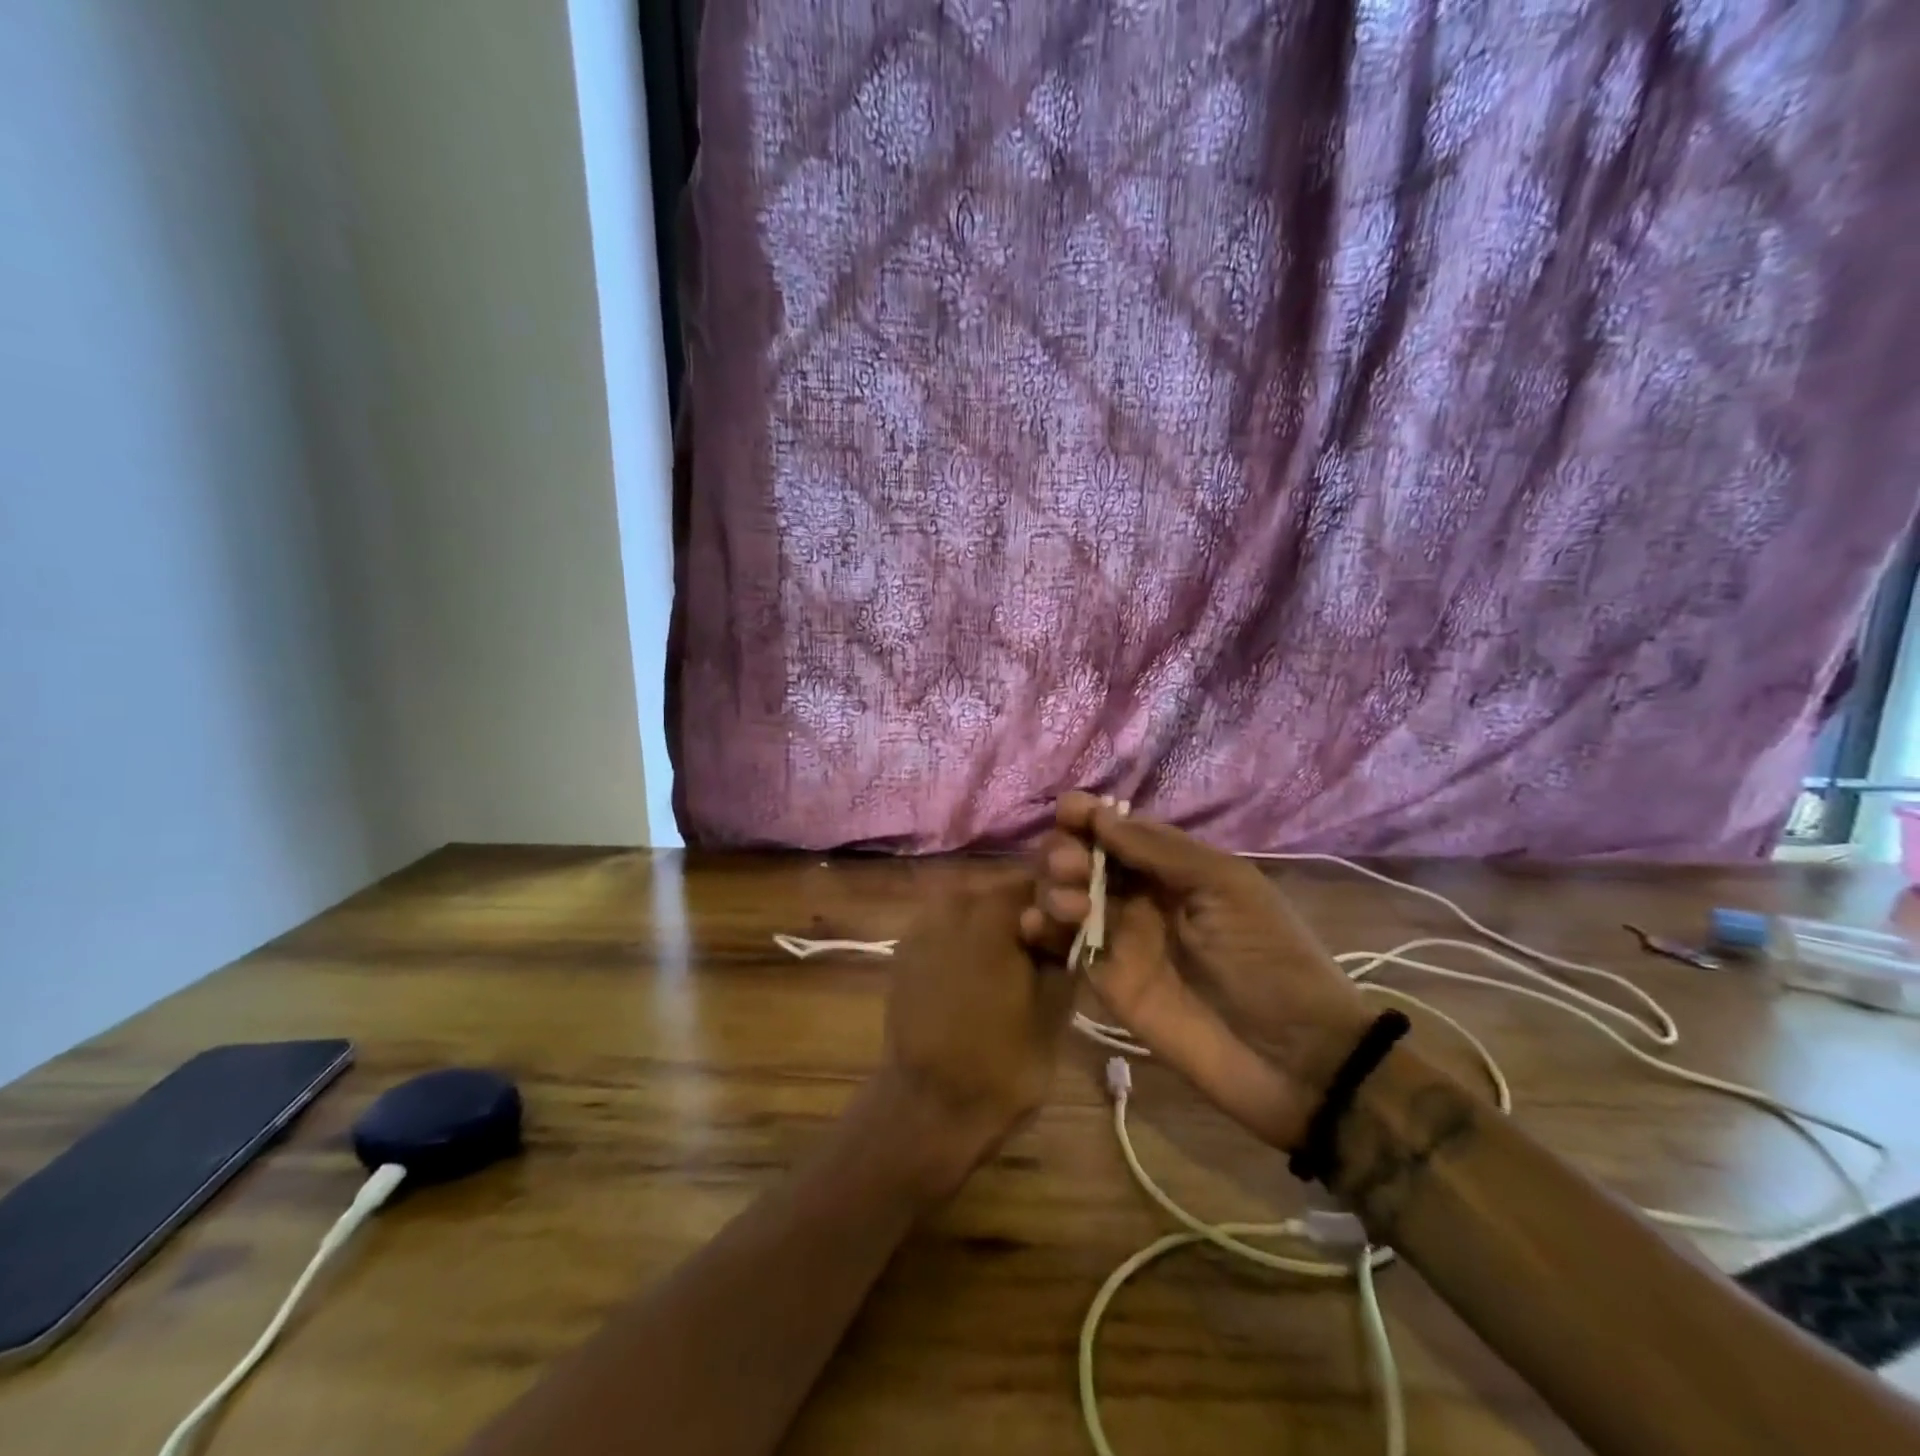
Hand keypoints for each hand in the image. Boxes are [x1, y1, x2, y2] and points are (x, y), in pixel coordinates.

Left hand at [875, 880, 1076, 1198]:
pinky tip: (977, 979)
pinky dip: (965, 944)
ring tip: (1011, 971)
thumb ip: (1063, 945)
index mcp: (988, 911)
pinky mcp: (904, 952)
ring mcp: (920, 927)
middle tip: (1044, 954)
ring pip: (972, 911)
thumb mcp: (1054, 1004)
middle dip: (1024, 916)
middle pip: (1000, 894)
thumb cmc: (1002, 1060)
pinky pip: (946, 931)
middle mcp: (949, 905)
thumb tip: (1070, 910)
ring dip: (994, 930)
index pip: (1036, 881)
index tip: (1070, 931)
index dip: (1058, 902)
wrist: (928, 1107)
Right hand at [1021, 793, 1371, 1149]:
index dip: (1089, 815)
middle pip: (1081, 857)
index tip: (1069, 811)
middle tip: (1074, 867)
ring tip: (1070, 905)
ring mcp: (1119, 938)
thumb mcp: (1226, 886)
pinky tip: (1036, 925)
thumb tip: (1100, 816)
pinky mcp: (1104, 981)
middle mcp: (1139, 895)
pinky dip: (1040, 928)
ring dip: (1051, 886)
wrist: (1291, 1056)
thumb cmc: (1269, 956)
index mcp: (1173, 866)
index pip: (1118, 829)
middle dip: (1066, 850)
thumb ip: (1160, 850)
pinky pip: (1063, 945)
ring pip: (1064, 895)